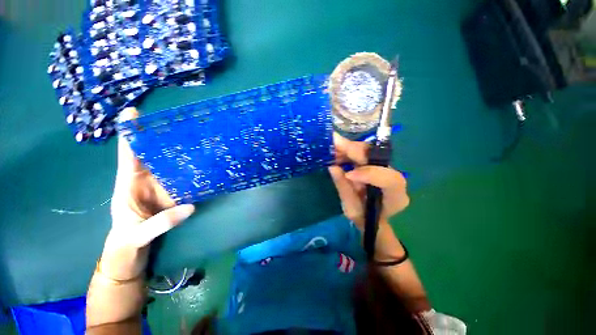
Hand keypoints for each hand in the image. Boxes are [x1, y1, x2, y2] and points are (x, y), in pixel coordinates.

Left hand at [102, 108, 193, 279]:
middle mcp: (147, 179)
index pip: (129, 155)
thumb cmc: (128, 240)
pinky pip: (185, 177)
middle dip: (161, 136)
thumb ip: (161, 223)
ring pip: (171, 163)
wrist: (135, 248)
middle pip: (153, 153)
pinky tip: (204, 161)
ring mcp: (163, 184)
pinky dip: (193, 169)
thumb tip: (190, 207)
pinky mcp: (176, 191)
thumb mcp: (138, 235)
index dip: (130, 134)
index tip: (133, 112)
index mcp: (128, 183)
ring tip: (195, 137)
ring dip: (181, 151)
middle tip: (177, 120)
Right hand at [328, 133, 408, 228]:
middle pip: (378, 157)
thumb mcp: (351, 209)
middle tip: (334, 143)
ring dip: (349, 148)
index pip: (388, 179)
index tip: (347, 174)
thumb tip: (332, 167)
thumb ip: (343, 187)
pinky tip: (336, 150)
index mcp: (396, 196)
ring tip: (332, 145)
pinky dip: (348, 151)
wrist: (372, 218)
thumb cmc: (363, 218)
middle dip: (355, 150)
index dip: (368, 173)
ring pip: (369, 151)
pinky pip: (362, 153)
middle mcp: (394, 178)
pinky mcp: (374, 164)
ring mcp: (385, 168)